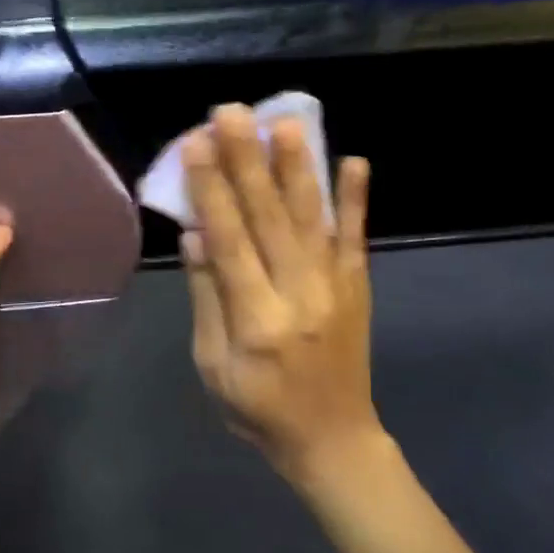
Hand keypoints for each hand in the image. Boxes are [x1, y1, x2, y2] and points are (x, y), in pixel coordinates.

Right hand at [180, 105, 376, 488]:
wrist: (334, 440)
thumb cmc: (258, 408)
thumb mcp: (213, 365)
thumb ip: (207, 298)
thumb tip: (196, 235)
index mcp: (257, 320)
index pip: (230, 242)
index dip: (211, 189)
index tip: (195, 143)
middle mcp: (299, 295)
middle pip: (269, 218)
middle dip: (248, 160)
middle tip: (232, 112)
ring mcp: (335, 288)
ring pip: (311, 218)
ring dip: (298, 167)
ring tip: (286, 122)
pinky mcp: (358, 287)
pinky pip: (356, 238)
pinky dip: (356, 200)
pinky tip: (355, 161)